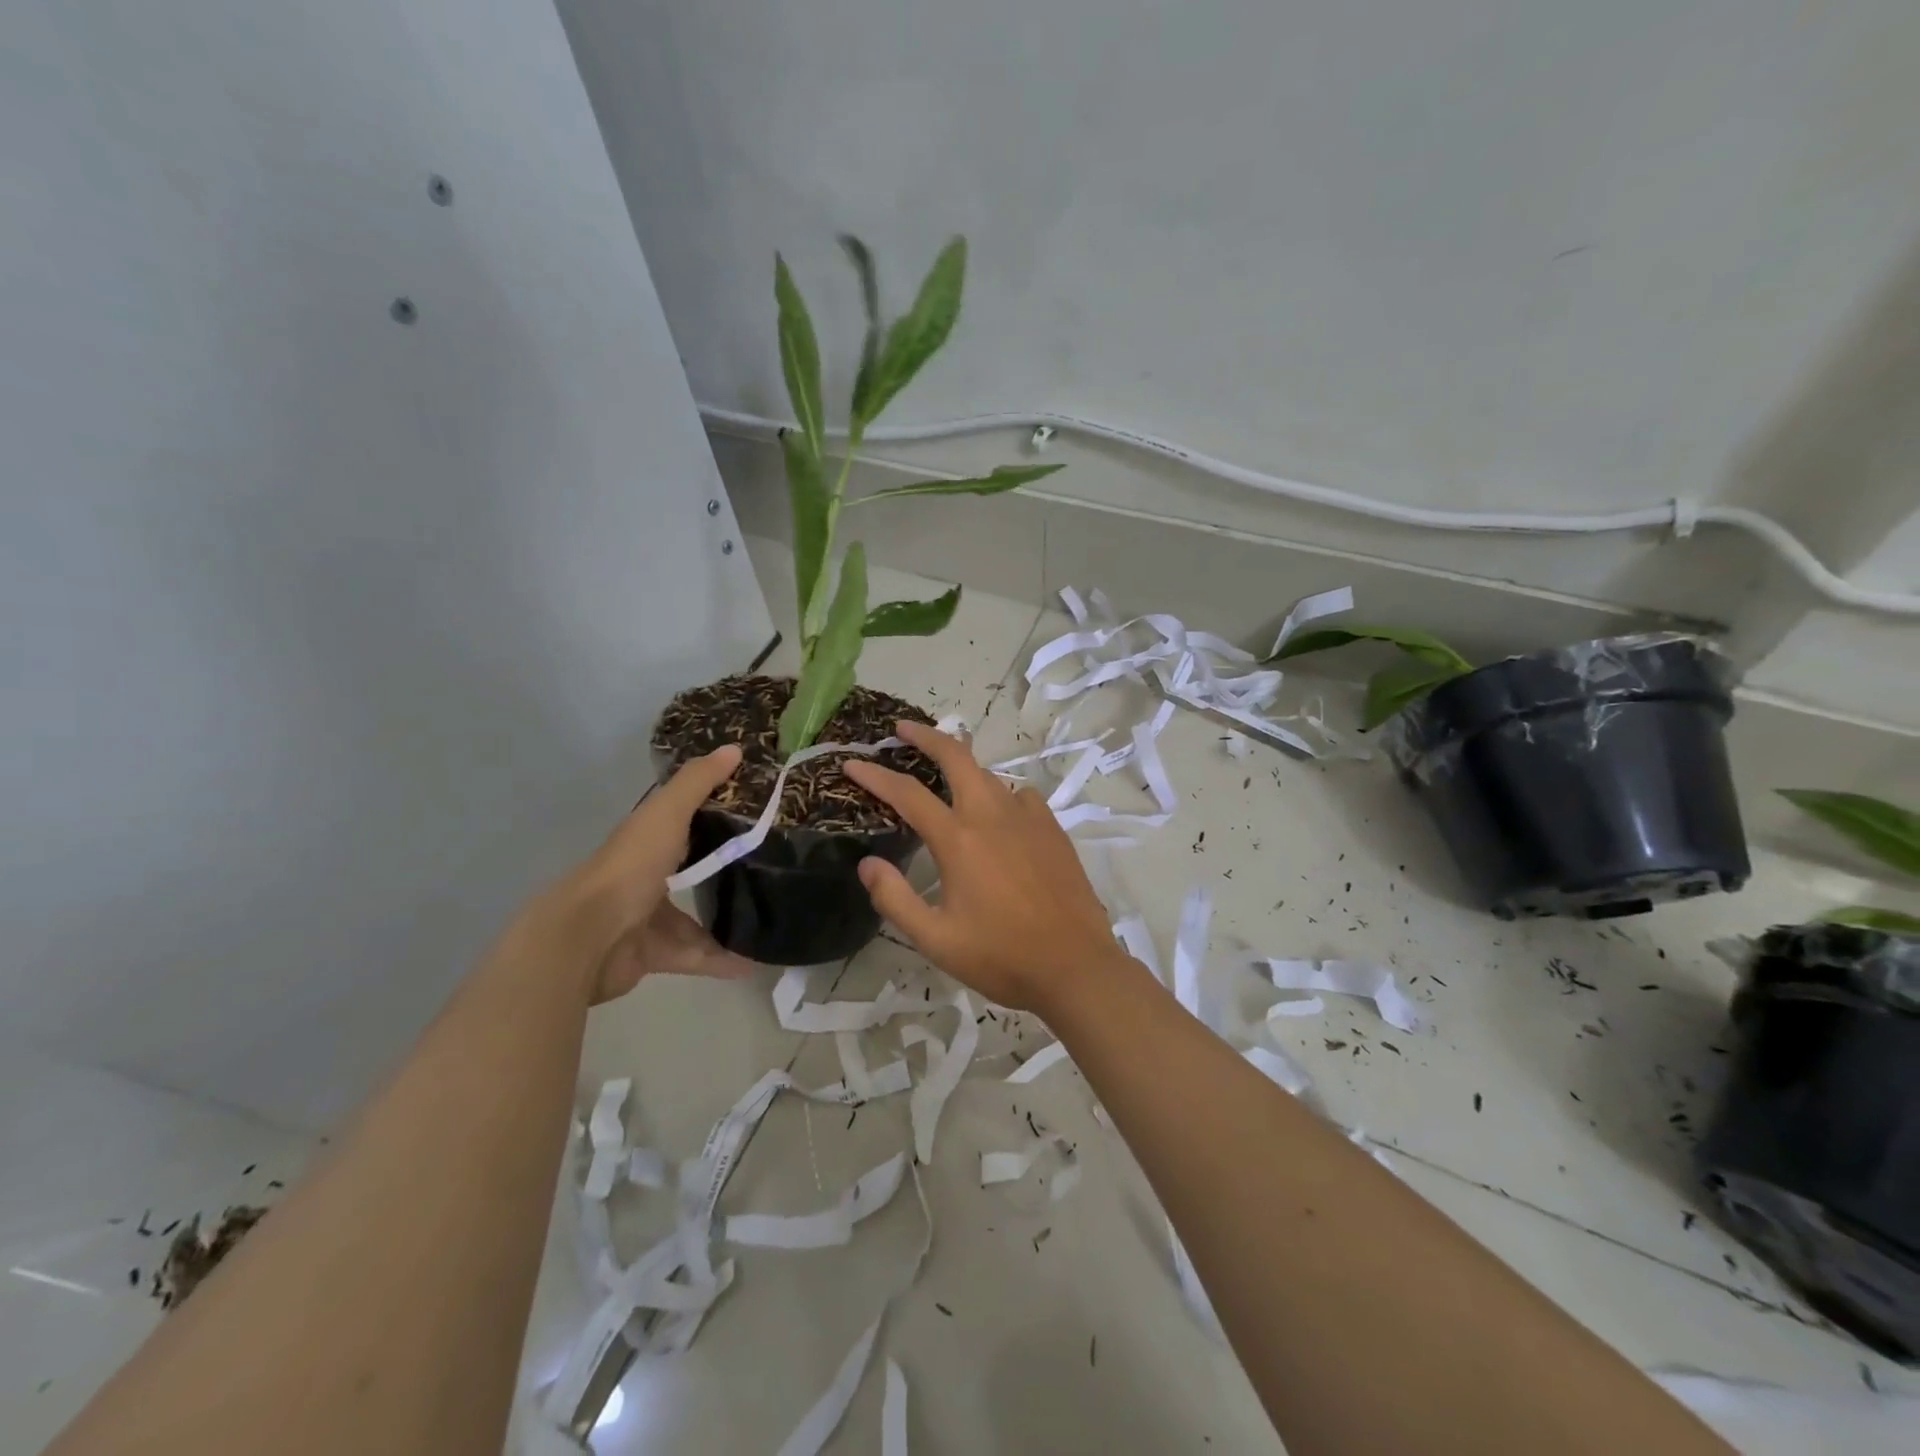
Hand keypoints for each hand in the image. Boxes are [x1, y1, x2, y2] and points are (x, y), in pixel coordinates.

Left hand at [544, 745, 752, 1002]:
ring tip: (770, 921)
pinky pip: (694, 955)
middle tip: (773, 870)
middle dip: (726, 872)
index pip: (685, 822)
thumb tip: (735, 748)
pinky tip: (753, 964)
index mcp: (648, 840)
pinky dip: (721, 960)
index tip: (758, 813)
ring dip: (729, 923)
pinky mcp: (652, 955)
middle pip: (692, 871)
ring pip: (696, 919)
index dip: (716, 814)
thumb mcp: (666, 815)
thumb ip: (698, 783)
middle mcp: (647, 876)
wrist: (585, 938)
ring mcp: (647, 918)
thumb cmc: (629, 867)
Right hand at [843, 721, 1125, 1014]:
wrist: (1075, 966)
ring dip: (962, 767)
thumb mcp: (935, 939)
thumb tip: (867, 864)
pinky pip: (1020, 796)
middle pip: (957, 757)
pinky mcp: (1053, 829)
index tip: (852, 763)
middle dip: (926, 736)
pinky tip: (999, 812)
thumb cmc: (1001, 956)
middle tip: (902, 730)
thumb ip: (895, 899)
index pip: (907, 794)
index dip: (875, 775)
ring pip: (989, 775)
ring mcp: (1028, 818)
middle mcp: (992, 816)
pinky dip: (1001, 793)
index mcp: (959, 840)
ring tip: (945, 775)